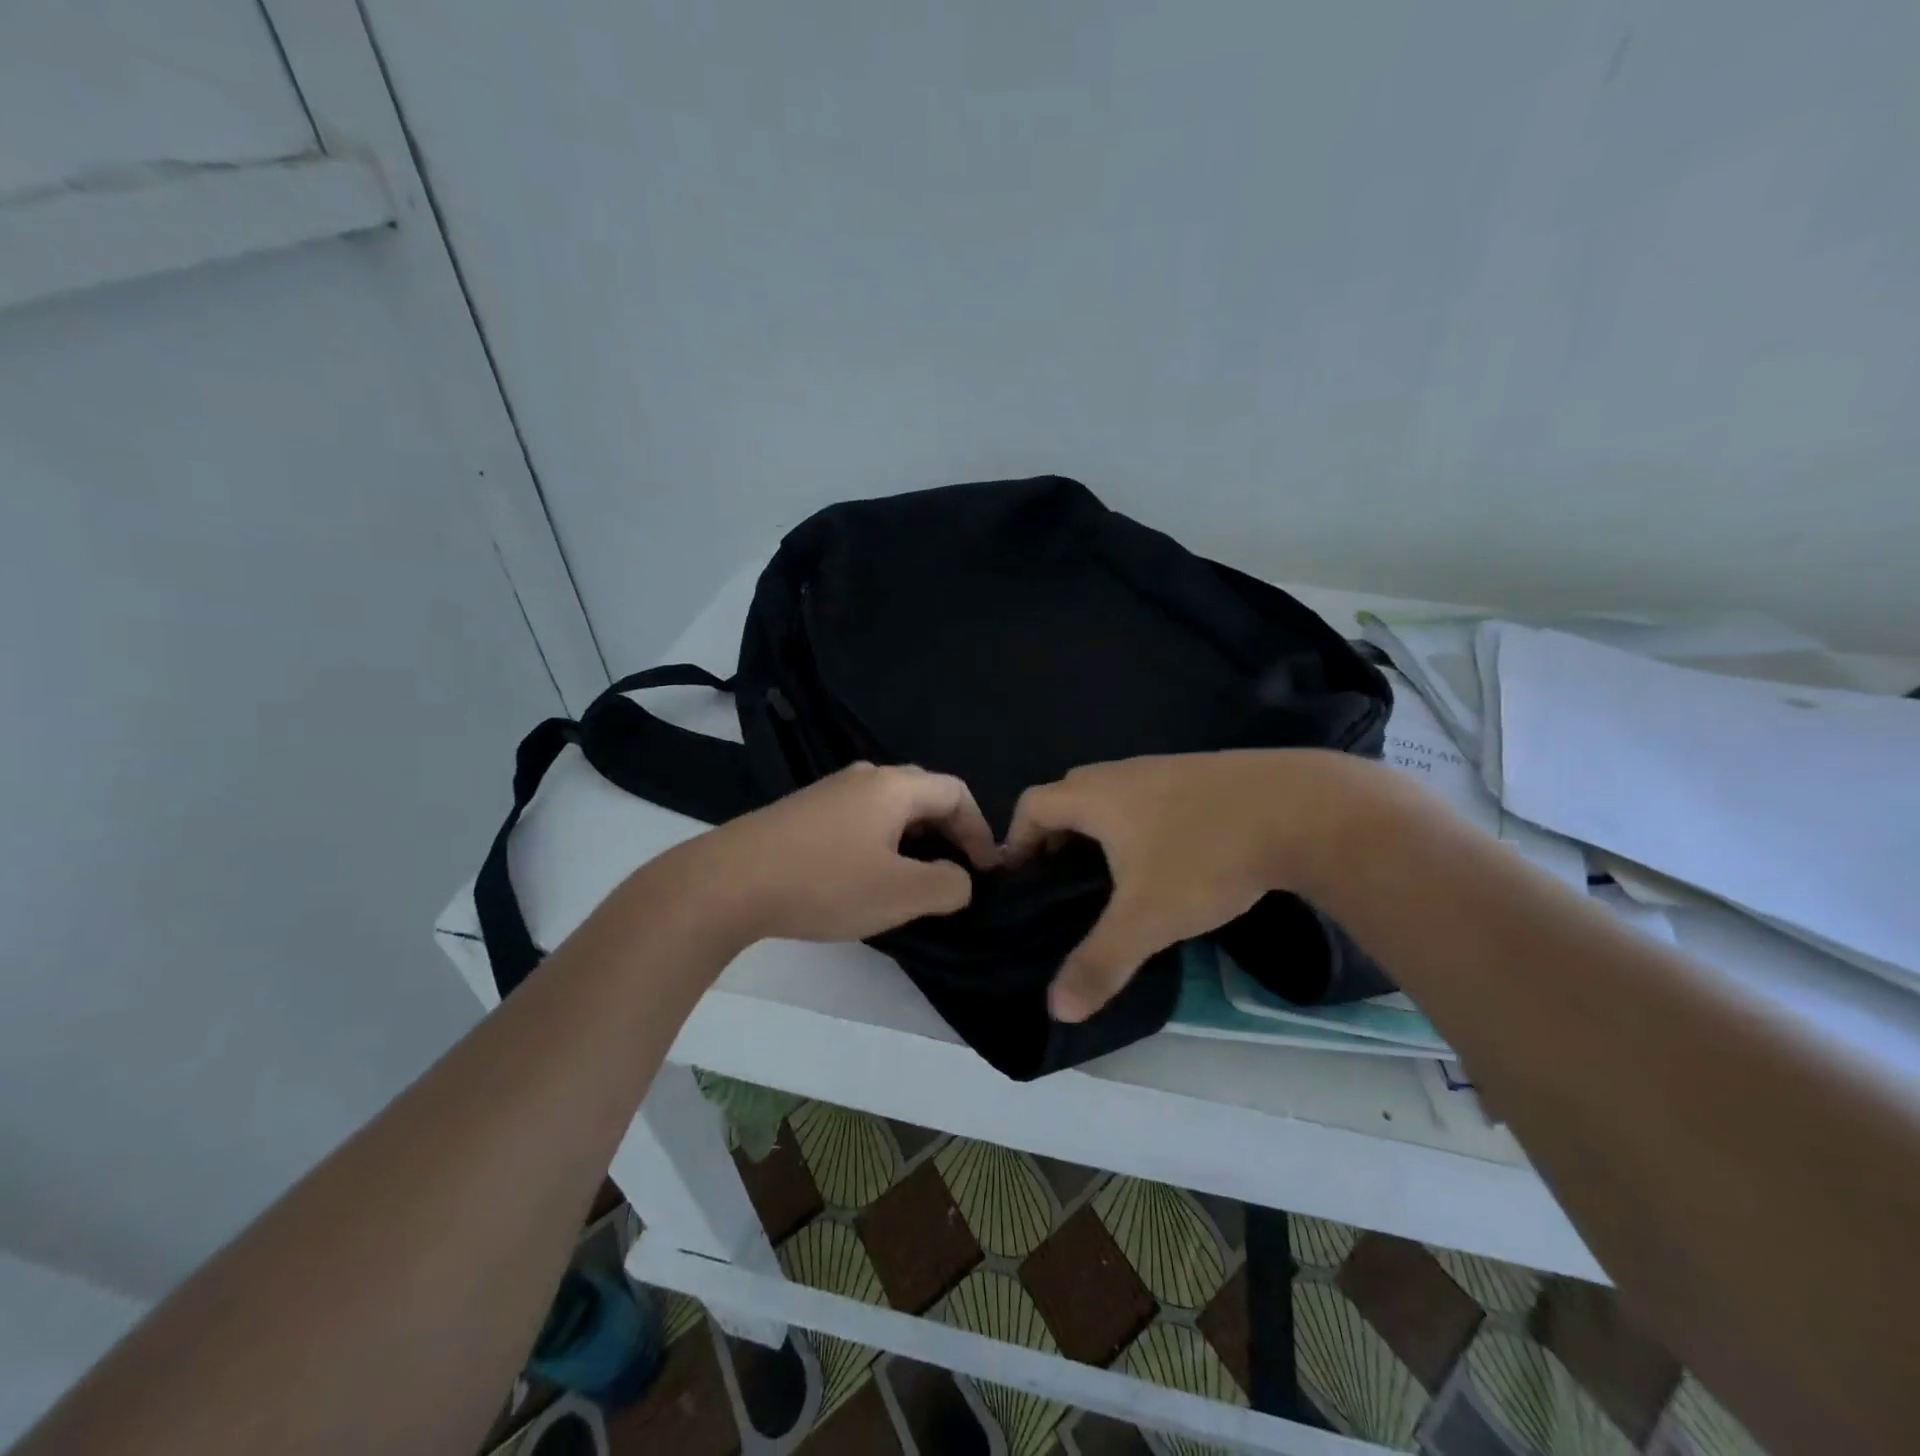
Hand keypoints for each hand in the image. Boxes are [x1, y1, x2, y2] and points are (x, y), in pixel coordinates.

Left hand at [708, 762, 999, 942]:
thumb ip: (948, 885)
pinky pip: (861, 819)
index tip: (987, 872)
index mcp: (894, 786)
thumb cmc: (825, 882)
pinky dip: (882, 842)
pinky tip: (868, 875)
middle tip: (957, 872)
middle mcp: (865, 777)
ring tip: (916, 878)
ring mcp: (829, 791)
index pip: (956, 792)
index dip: (980, 830)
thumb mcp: (900, 893)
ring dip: (914, 839)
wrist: (728, 882)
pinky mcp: (804, 812)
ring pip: (890, 808)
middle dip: (948, 832)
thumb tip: (960, 878)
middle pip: (924, 795)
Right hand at [1005, 750, 1367, 1021]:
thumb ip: (1099, 963)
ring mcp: (1163, 767)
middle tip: (1062, 884)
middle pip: (1067, 795)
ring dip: (1099, 828)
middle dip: (1055, 836)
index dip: (1017, 841)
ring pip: (1111, 794)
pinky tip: (1168, 857)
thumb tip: (1056, 1009)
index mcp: (1095, 796)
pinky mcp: (1201, 773)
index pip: (1031, 805)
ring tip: (1112, 876)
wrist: (1302, 808)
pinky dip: (1138, 822)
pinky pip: (1148, 795)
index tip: (1023, 882)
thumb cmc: (1205, 856)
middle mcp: (1121, 772)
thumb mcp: (1147, 919)